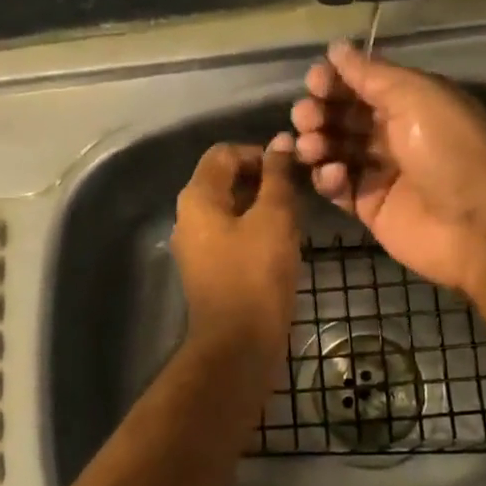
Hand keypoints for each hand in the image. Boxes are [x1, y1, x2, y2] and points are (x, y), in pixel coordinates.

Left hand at [172, 138, 300, 350]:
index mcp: (197, 197)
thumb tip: (281, 141)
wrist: (238, 344)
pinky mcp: (208, 269)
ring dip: (261, 206)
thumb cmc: (256, 274)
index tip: (291, 170)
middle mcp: (188, 216)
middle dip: (261, 180)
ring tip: (293, 218)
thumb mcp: (274, 218)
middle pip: (224, 180)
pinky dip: (254, 231)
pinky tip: (280, 244)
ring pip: (230, 209)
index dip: (259, 153)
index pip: (224, 152)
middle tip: (297, 193)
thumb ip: (277, 177)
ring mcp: (196, 245)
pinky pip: (231, 235)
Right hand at [290, 41, 485, 294]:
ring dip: (317, 143)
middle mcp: (393, 133)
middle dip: (319, 112)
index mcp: (410, 101)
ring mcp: (379, 171)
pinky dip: (328, 178)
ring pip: (334, 150)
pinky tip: (335, 176)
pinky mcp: (368, 206)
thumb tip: (337, 48)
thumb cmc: (449, 150)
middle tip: (306, 117)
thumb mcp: (416, 97)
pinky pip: (337, 187)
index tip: (314, 81)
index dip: (335, 80)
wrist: (477, 224)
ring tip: (312, 147)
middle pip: (342, 116)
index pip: (361, 84)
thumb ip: (372, 74)